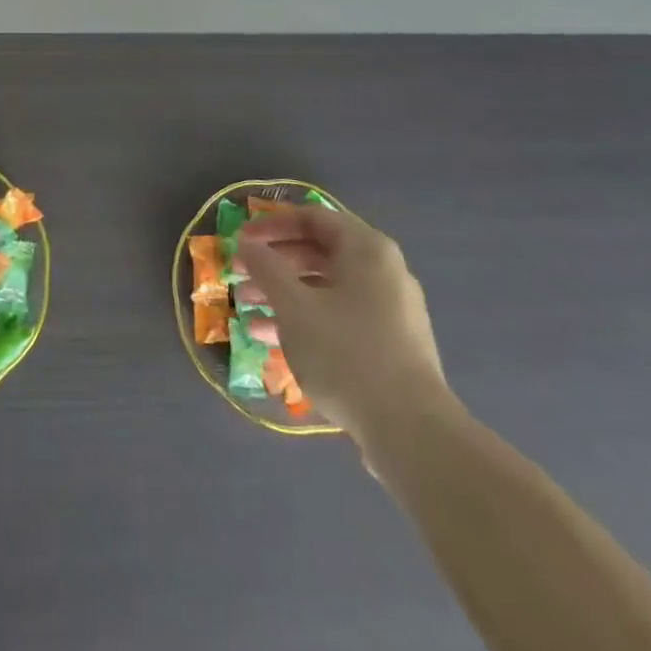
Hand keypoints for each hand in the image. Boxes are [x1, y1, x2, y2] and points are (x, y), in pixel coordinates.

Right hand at [237, 206, 453, 470]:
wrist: (411, 432)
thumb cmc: (346, 353)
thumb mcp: (294, 306)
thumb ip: (266, 268)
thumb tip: (247, 244)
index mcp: (366, 249)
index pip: (312, 218)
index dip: (271, 225)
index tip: (240, 240)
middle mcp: (383, 272)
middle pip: (319, 252)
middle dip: (275, 263)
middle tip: (239, 275)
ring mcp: (390, 311)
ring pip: (327, 288)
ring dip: (285, 294)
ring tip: (247, 308)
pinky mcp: (390, 346)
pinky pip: (339, 317)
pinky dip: (306, 320)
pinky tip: (271, 339)